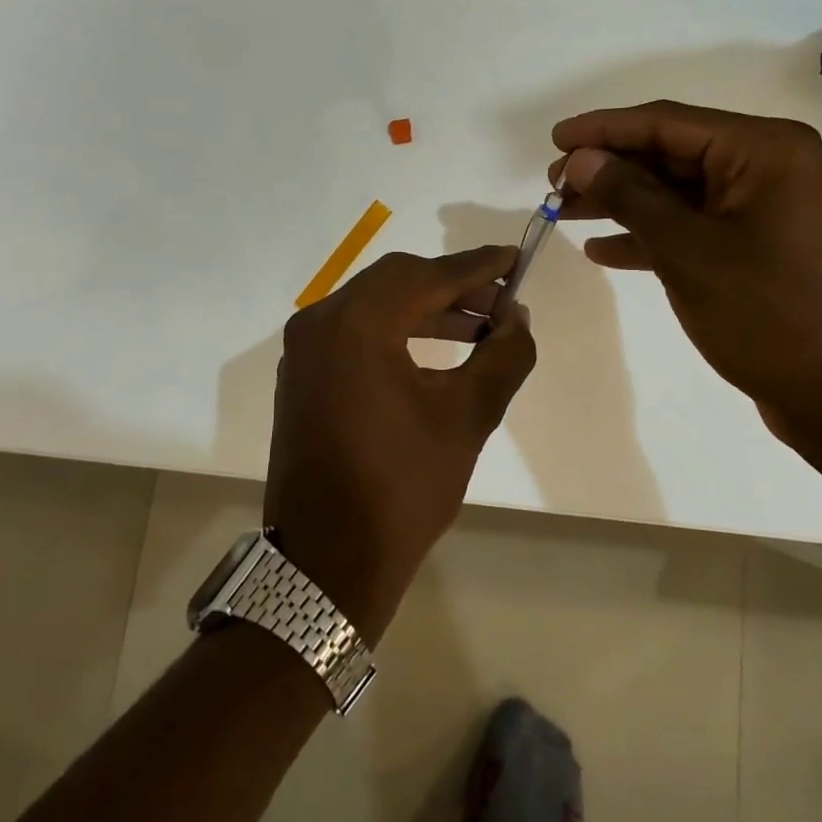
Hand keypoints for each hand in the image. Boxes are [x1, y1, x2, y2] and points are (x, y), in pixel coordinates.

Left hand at [264, 246, 536, 642]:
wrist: (327, 563)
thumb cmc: (402, 487)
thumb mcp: (467, 417)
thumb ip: (503, 356)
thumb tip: (518, 317)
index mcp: (357, 324)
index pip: (428, 275)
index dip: (478, 266)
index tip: (516, 258)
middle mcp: (321, 321)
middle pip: (398, 280)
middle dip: (454, 285)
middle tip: (502, 299)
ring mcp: (305, 348)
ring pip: (376, 303)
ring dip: (428, 307)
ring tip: (481, 326)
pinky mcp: (303, 373)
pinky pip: (356, 330)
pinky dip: (397, 328)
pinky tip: (437, 346)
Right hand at [551, 101, 821, 462]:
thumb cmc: (767, 314)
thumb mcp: (687, 251)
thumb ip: (630, 196)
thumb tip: (581, 159)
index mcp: (763, 150)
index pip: (667, 122)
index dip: (604, 129)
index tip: (555, 138)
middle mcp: (766, 166)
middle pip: (670, 153)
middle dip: (609, 167)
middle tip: (553, 183)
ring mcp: (760, 207)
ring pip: (675, 190)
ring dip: (621, 200)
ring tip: (564, 210)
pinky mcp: (753, 244)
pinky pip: (691, 224)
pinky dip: (648, 234)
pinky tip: (602, 249)